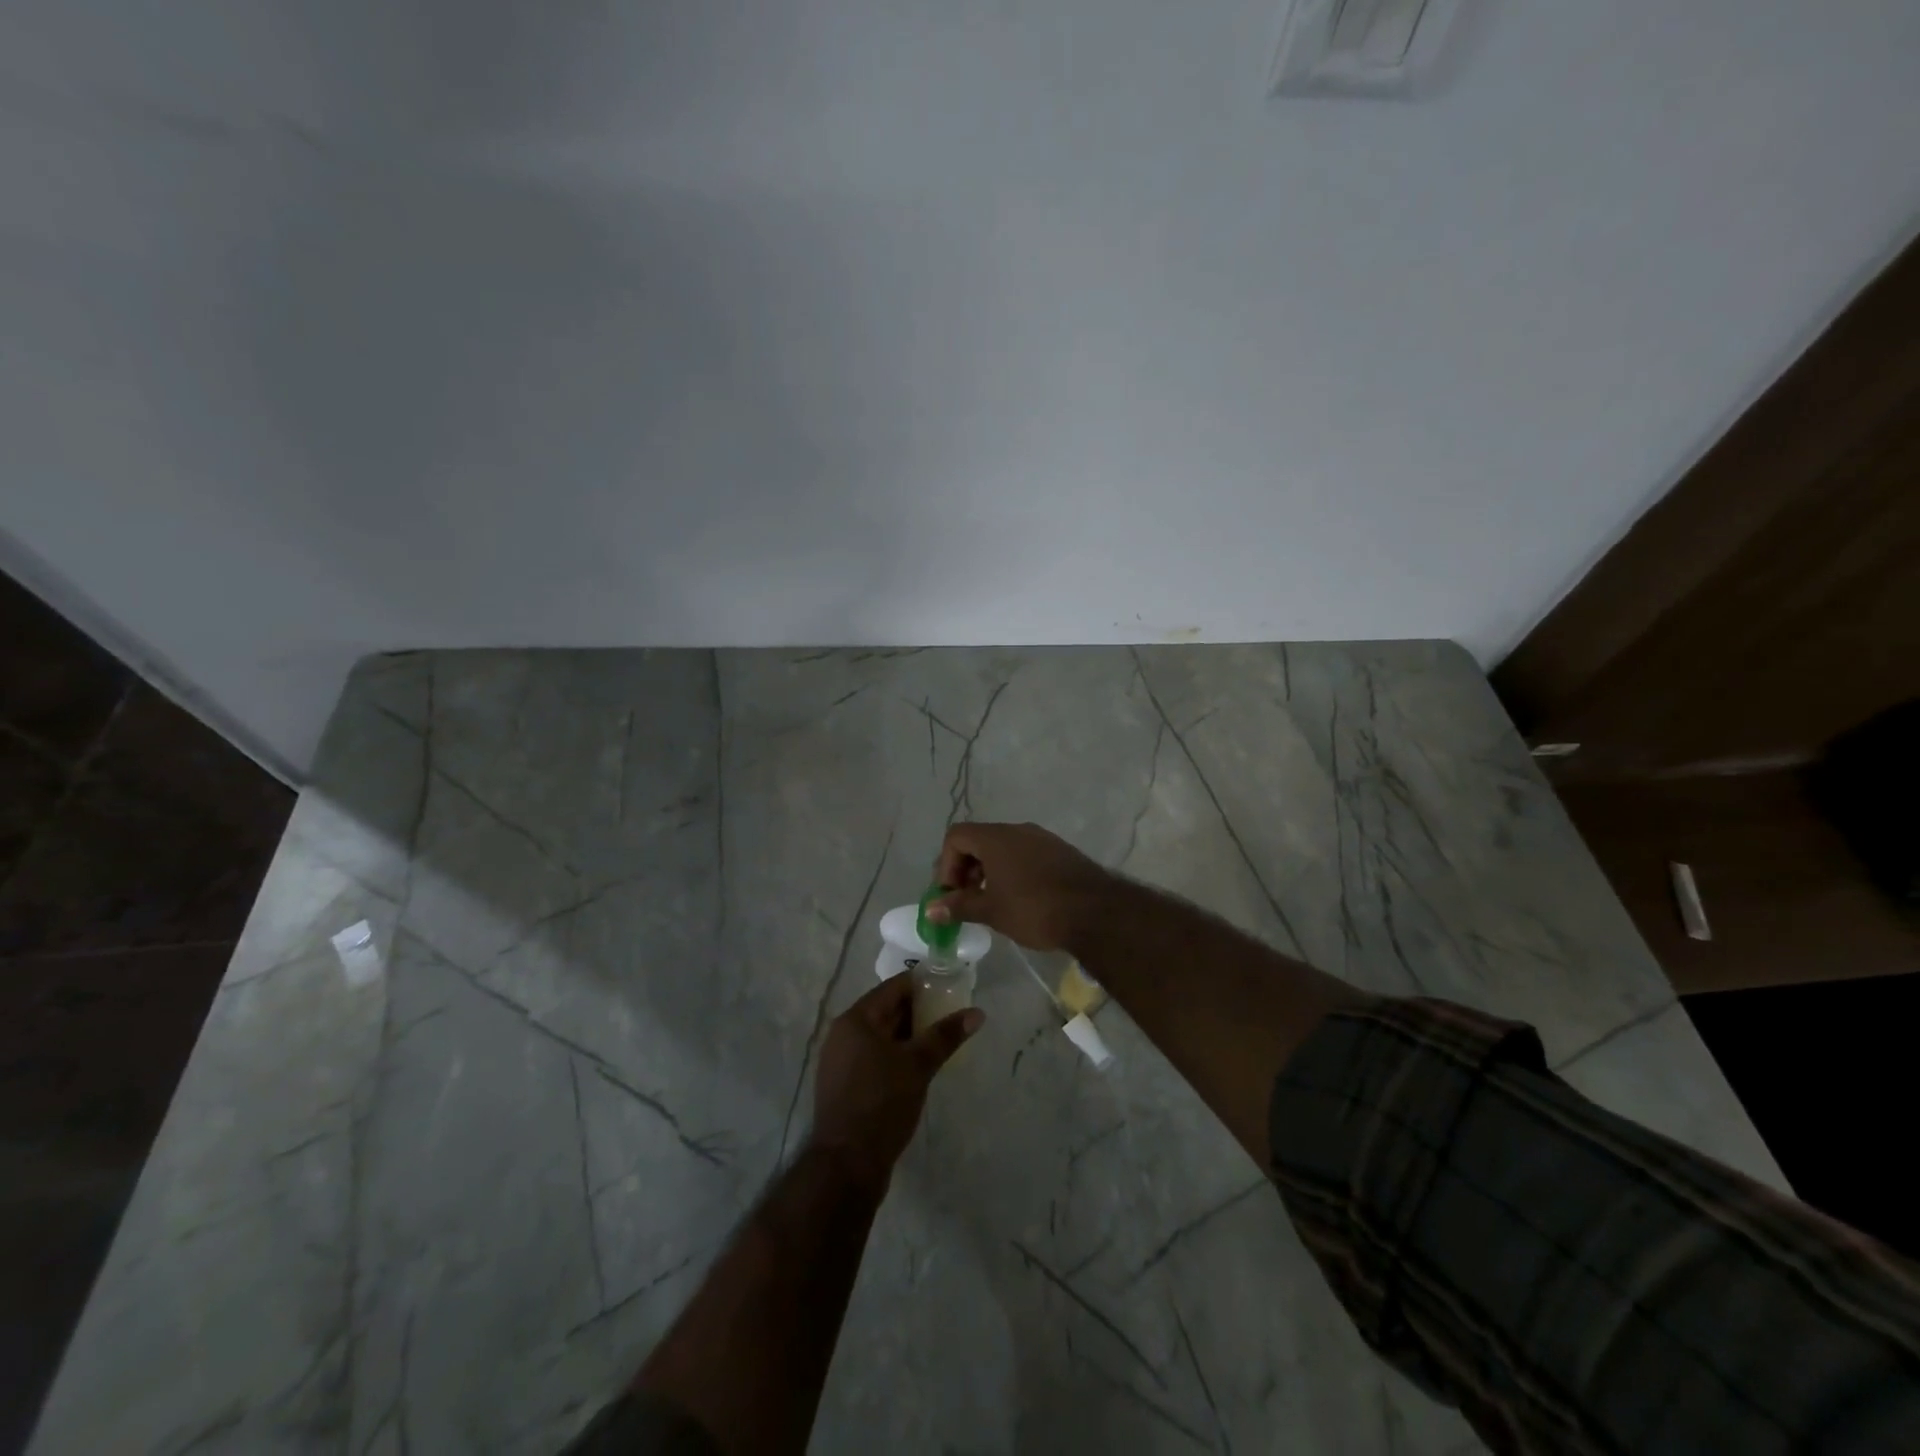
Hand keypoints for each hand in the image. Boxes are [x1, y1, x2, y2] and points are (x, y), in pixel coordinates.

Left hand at [810, 973, 981, 1190]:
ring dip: (910, 1035)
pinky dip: (897, 1055)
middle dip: (920, 1011)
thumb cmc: (881, 1104)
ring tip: (942, 1039)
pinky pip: (875, 1057)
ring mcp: (842, 1061)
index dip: (923, 984)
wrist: (846, 1165)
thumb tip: (977, 1013)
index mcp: (856, 1020)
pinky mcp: (846, 1085)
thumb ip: (946, 1035)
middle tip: (952, 1014)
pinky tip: (920, 1066)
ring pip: (882, 1036)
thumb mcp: (918, 1066)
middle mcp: (843, 1034)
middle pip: (887, 1010)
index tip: (951, 987)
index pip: (894, 988)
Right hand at [929, 821, 1114, 950]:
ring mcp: (1042, 838)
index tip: (952, 894)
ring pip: (1004, 847)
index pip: (956, 836)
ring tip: (992, 901)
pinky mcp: (1060, 850)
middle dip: (966, 868)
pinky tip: (1021, 898)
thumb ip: (959, 906)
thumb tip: (931, 909)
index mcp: (996, 838)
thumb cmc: (1034, 909)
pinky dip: (1013, 870)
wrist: (1095, 912)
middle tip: (967, 899)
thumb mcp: (991, 911)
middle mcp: (1017, 830)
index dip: (947, 864)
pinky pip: (1025, 853)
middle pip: (979, 839)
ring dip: (989, 870)